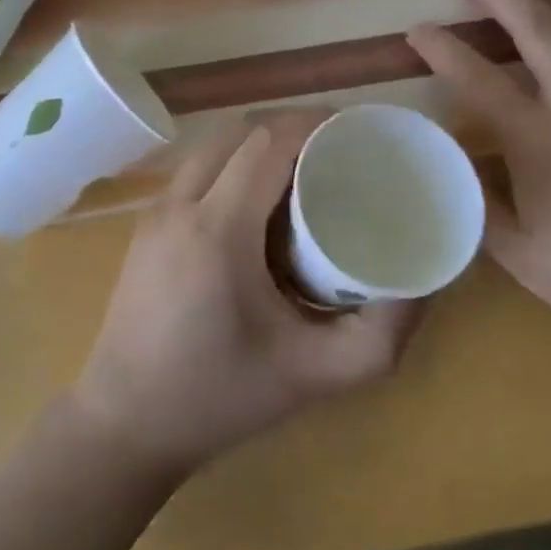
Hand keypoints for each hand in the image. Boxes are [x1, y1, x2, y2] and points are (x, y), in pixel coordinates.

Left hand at [72, 108, 424, 475]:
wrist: (124, 424)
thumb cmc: (220, 397)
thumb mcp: (313, 375)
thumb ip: (380, 335)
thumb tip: (426, 284)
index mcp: (219, 228)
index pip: (270, 142)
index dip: (315, 125)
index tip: (355, 135)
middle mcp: (181, 203)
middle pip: (243, 133)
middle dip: (293, 131)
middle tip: (337, 156)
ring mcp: (156, 209)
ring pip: (215, 145)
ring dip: (260, 145)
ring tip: (302, 176)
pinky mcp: (146, 223)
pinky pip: (197, 168)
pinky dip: (232, 164)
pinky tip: (257, 205)